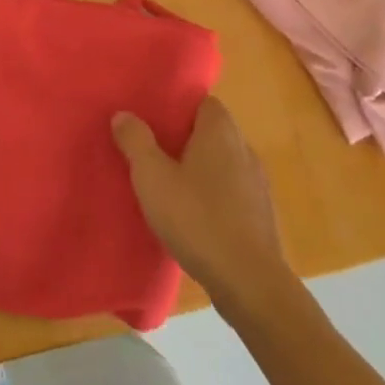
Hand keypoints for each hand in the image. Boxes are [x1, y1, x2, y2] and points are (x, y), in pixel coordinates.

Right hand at [112, 95, 287, 306]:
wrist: (249, 282)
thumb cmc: (197, 219)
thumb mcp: (152, 178)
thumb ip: (136, 142)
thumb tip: (123, 114)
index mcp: (220, 131)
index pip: (203, 102)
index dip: (179, 108)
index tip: (154, 121)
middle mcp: (244, 148)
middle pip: (212, 132)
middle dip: (185, 139)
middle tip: (153, 152)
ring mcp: (257, 183)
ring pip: (223, 163)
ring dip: (200, 170)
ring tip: (169, 186)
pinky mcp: (261, 215)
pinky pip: (232, 193)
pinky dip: (214, 197)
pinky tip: (193, 217)